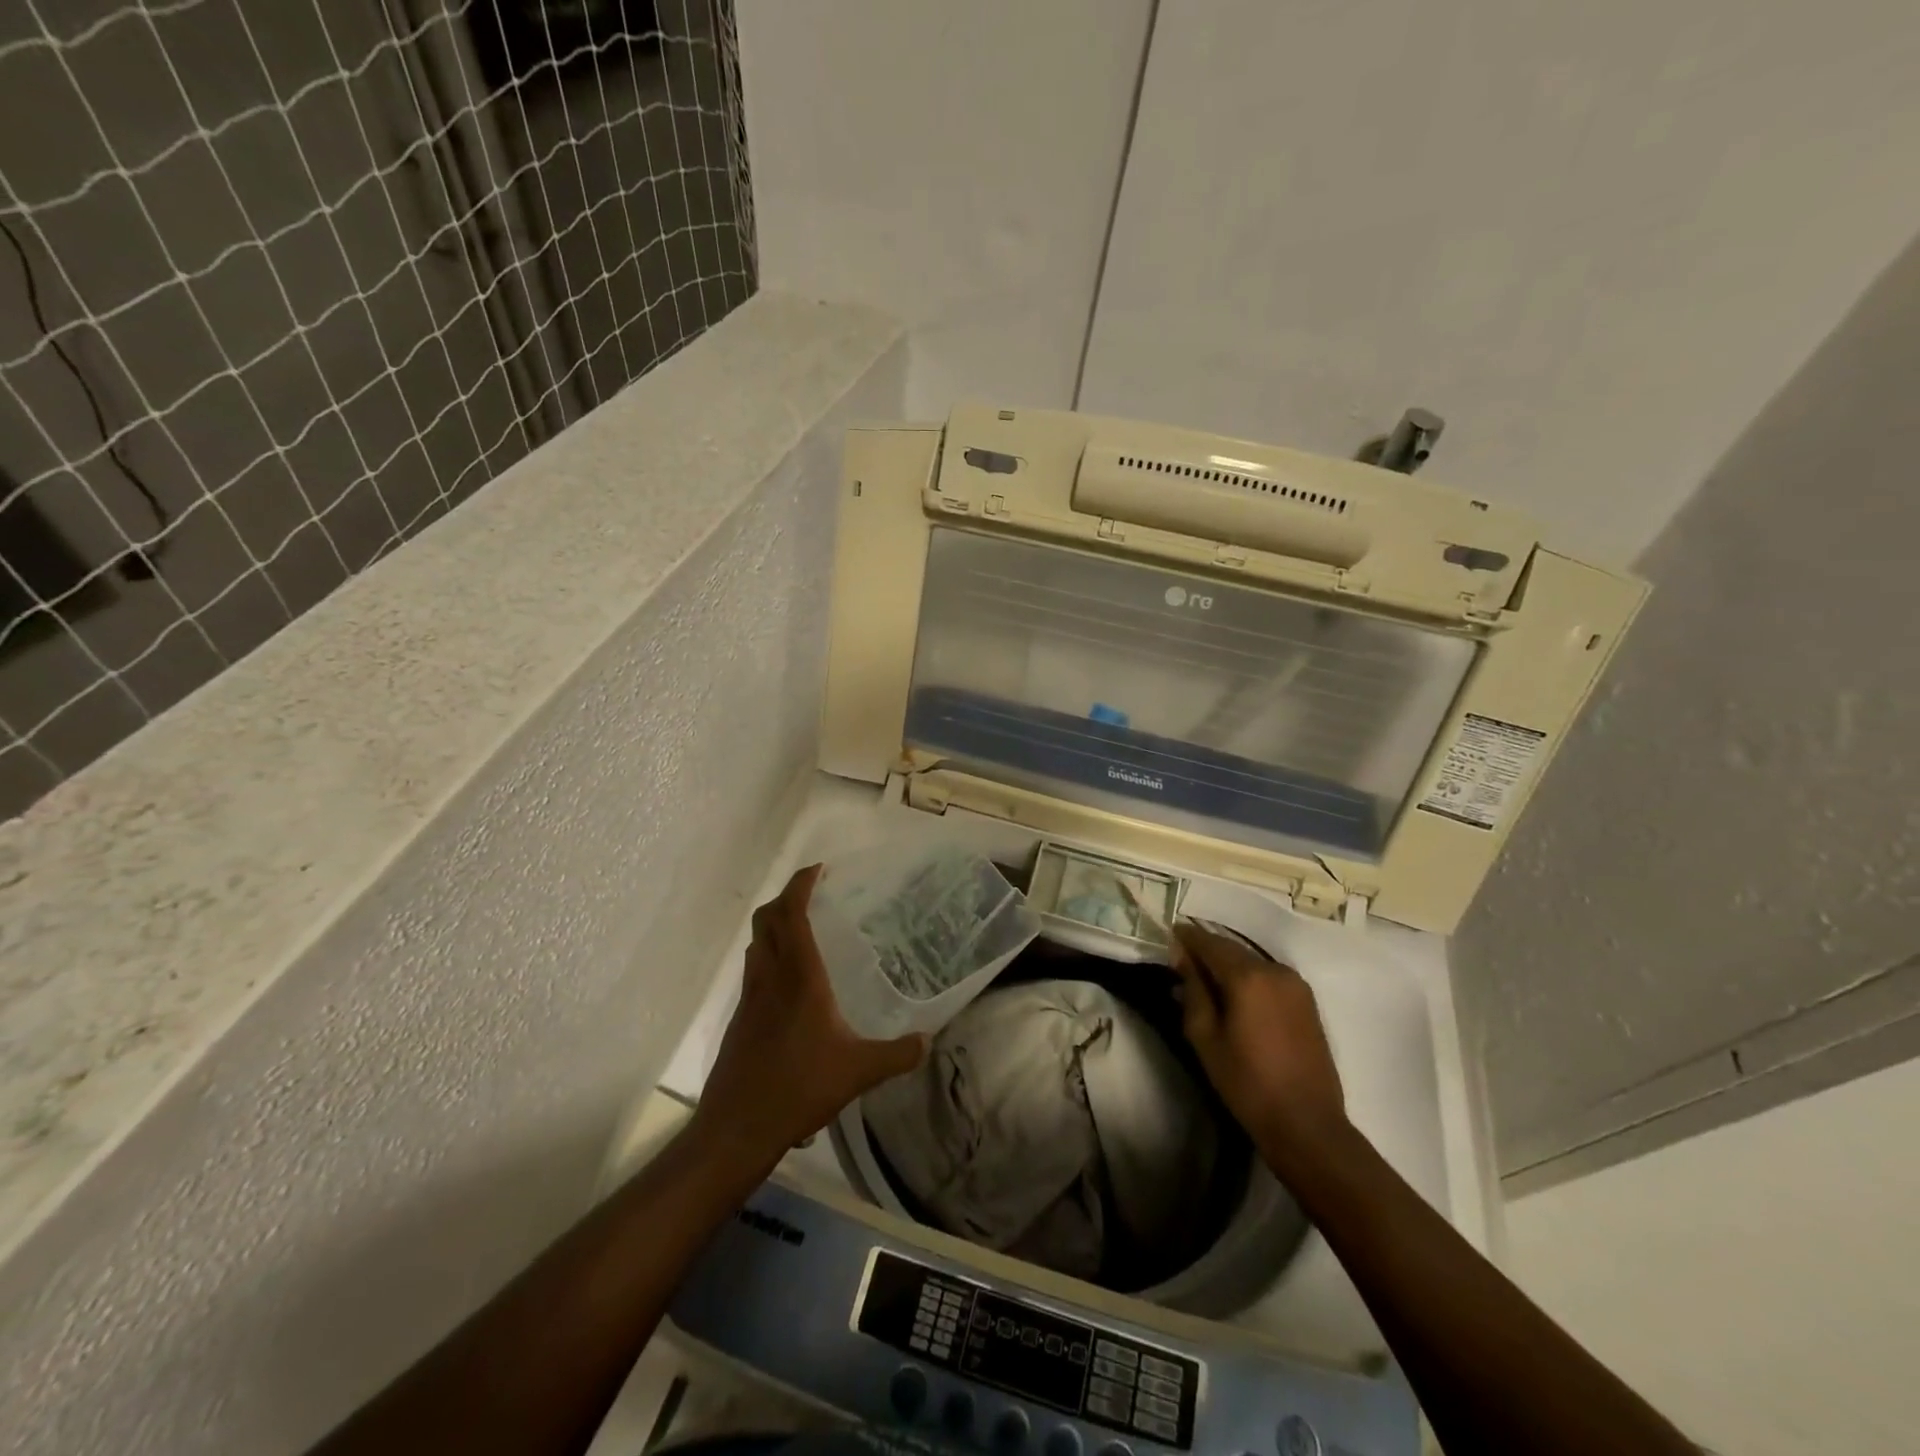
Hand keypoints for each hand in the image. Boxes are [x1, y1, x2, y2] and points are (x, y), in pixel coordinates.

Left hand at [693, 865, 926, 1164]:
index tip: (819, 869)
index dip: (801, 885)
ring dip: (774, 926)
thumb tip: (928, 1042)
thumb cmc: (798, 1088)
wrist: (737, 1127)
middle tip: (813, 895)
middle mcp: (770, 977)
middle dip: (786, 898)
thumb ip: (897, 1054)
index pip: (792, 914)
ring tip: (803, 931)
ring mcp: (750, 998)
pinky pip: (754, 971)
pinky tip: (791, 984)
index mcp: (799, 977)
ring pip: (756, 944)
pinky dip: (769, 957)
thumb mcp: (858, 1072)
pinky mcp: (741, 1019)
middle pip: (766, 920)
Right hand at [1171, 922, 1346, 1159]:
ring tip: (1206, 977)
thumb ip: (1193, 990)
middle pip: (1232, 949)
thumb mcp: (1205, 1037)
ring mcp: (1296, 985)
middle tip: (1182, 959)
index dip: (1187, 936)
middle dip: (1207, 949)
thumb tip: (1183, 957)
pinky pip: (1269, 976)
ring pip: (1252, 961)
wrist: (1307, 1124)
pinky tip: (1235, 993)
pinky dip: (1248, 976)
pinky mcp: (1307, 1001)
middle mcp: (1275, 970)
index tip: (1169, 934)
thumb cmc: (1247, 1082)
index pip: (1209, 942)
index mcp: (1248, 976)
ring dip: (1228, 963)